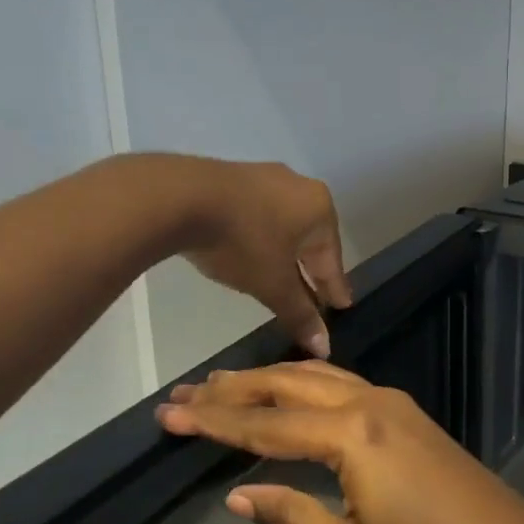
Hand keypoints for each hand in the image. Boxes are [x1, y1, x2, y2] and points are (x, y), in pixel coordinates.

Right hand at [155, 362, 523, 523]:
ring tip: (222, 385)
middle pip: (287, 385)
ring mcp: (390, 402)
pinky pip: (341, 383)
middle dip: (234, 389)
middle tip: (184, 393)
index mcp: (351, 436)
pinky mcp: (404, 411)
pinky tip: (286, 391)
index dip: (215, 421)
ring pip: (316, 377)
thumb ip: (291, 517)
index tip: (169, 415)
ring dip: (268, 380)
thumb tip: (238, 494)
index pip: (267, 424)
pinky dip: (302, 382)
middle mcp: (368, 403)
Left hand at [167, 159, 350, 357]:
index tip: (342, 306)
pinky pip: (260, 214)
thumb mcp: (273, 285)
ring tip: (282, 277)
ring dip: (285, 254)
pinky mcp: (236, 176)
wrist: (182, 197)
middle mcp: (301, 188)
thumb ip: (300, 314)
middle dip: (310, 270)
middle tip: (315, 296)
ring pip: (285, 225)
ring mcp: (266, 177)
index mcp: (320, 210)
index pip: (332, 259)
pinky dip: (262, 236)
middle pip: (310, 240)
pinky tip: (254, 251)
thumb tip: (325, 347)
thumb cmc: (243, 242)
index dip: (334, 288)